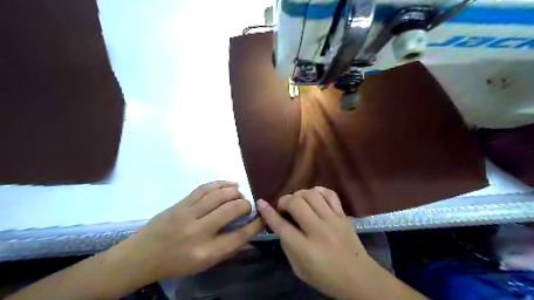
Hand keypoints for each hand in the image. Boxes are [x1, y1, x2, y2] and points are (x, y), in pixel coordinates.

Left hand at [121, 180, 261, 280]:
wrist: (141, 255)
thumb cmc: (175, 263)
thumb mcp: (204, 265)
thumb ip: (229, 251)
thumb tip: (250, 240)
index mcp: (206, 252)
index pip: (239, 236)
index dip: (255, 225)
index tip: (263, 217)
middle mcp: (198, 232)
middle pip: (231, 210)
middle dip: (245, 205)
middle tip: (247, 206)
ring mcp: (188, 214)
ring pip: (218, 195)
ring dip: (234, 192)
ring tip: (240, 194)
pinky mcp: (181, 203)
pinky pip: (204, 188)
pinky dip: (220, 183)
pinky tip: (230, 184)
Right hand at [257, 186, 369, 297]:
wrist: (359, 278)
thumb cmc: (326, 278)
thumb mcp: (299, 270)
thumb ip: (287, 246)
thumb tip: (281, 226)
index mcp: (305, 249)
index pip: (281, 225)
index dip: (268, 212)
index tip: (261, 203)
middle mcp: (318, 230)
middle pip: (296, 204)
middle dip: (284, 201)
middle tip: (283, 207)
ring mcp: (332, 220)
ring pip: (311, 195)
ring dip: (299, 194)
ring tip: (297, 202)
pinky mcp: (343, 215)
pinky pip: (330, 194)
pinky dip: (318, 191)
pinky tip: (313, 196)